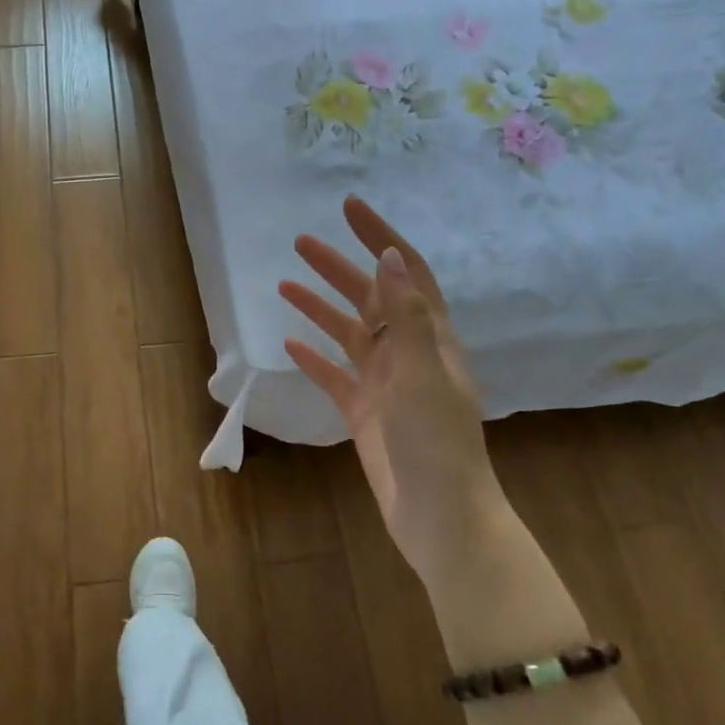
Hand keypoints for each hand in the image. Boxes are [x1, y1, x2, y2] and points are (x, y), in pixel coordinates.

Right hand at [280, 196, 498, 593]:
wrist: (439, 516)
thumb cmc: (437, 442)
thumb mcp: (422, 373)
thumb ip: (406, 315)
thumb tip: (389, 256)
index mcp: (431, 337)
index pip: (406, 272)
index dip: (380, 236)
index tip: (349, 207)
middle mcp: (409, 353)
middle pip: (370, 297)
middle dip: (338, 267)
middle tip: (301, 242)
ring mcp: (385, 383)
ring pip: (348, 333)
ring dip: (320, 306)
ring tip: (285, 282)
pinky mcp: (365, 412)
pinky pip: (335, 375)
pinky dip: (314, 356)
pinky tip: (290, 343)